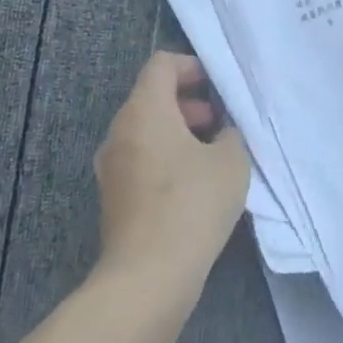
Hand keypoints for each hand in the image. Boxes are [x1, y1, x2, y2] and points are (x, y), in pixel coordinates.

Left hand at [93, 52, 250, 287]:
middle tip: (219, 124)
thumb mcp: (231, 161)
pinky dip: (165, 159)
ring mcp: (111, 167)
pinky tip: (194, 186)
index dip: (191, 67)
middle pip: (151, 97)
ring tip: (212, 156)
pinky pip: (141, 160)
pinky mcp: (113, 198)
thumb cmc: (192, 205)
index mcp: (144, 111)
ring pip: (146, 131)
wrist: (148, 278)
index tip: (216, 88)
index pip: (161, 65)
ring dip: (178, 133)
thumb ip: (229, 135)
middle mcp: (120, 132)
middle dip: (188, 103)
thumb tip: (220, 135)